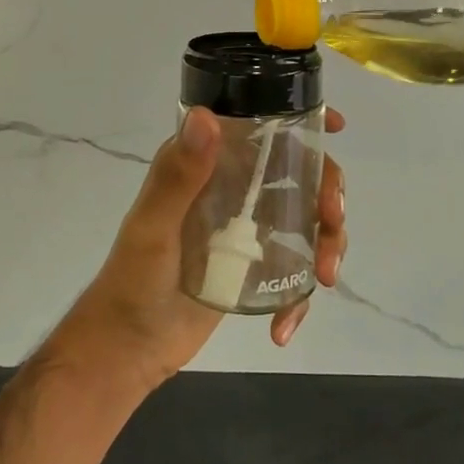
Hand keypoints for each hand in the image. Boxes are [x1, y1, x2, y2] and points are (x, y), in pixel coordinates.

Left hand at [53, 105, 347, 391]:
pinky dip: (300, 296)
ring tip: (323, 277)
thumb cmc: (133, 281)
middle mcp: (232, 188)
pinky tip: (284, 326)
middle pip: (299, 173)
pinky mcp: (255, 266)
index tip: (335, 127)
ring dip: (327, 243)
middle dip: (327, 193)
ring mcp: (247, 228)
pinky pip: (294, 268)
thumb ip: (178, 175)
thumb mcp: (153, 227)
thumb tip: (205, 116)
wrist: (129, 348)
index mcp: (208, 165)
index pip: (260, 129)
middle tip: (332, 222)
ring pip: (307, 218)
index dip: (301, 122)